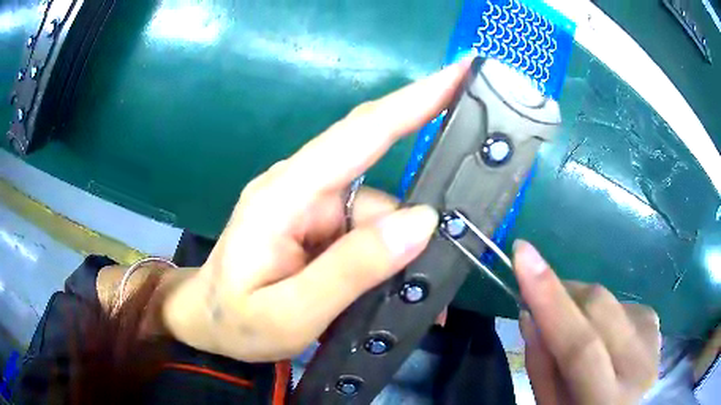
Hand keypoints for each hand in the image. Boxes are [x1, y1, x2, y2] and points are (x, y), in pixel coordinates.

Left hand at [162, 59, 471, 361]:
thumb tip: (420, 223)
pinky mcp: (319, 225)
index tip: (460, 74)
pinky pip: (368, 231)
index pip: (361, 132)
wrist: (209, 323)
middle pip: (380, 177)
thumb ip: (351, 270)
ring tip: (420, 296)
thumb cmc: (237, 320)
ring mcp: (311, 205)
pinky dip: (388, 257)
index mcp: (285, 195)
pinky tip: (395, 288)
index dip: (414, 99)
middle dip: (422, 202)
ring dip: (404, 250)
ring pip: (380, 213)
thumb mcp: (291, 312)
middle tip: (462, 230)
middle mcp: (302, 186)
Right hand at [513, 240, 660, 404]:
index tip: (523, 255)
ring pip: (610, 300)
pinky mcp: (655, 325)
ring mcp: (652, 341)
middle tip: (540, 300)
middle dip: (563, 296)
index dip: (551, 300)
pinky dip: (601, 312)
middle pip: (599, 309)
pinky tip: (601, 334)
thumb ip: (541, 367)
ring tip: (572, 326)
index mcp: (607, 400)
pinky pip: (621, 304)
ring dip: (581, 305)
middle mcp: (639, 366)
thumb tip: (529, 314)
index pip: (580, 347)